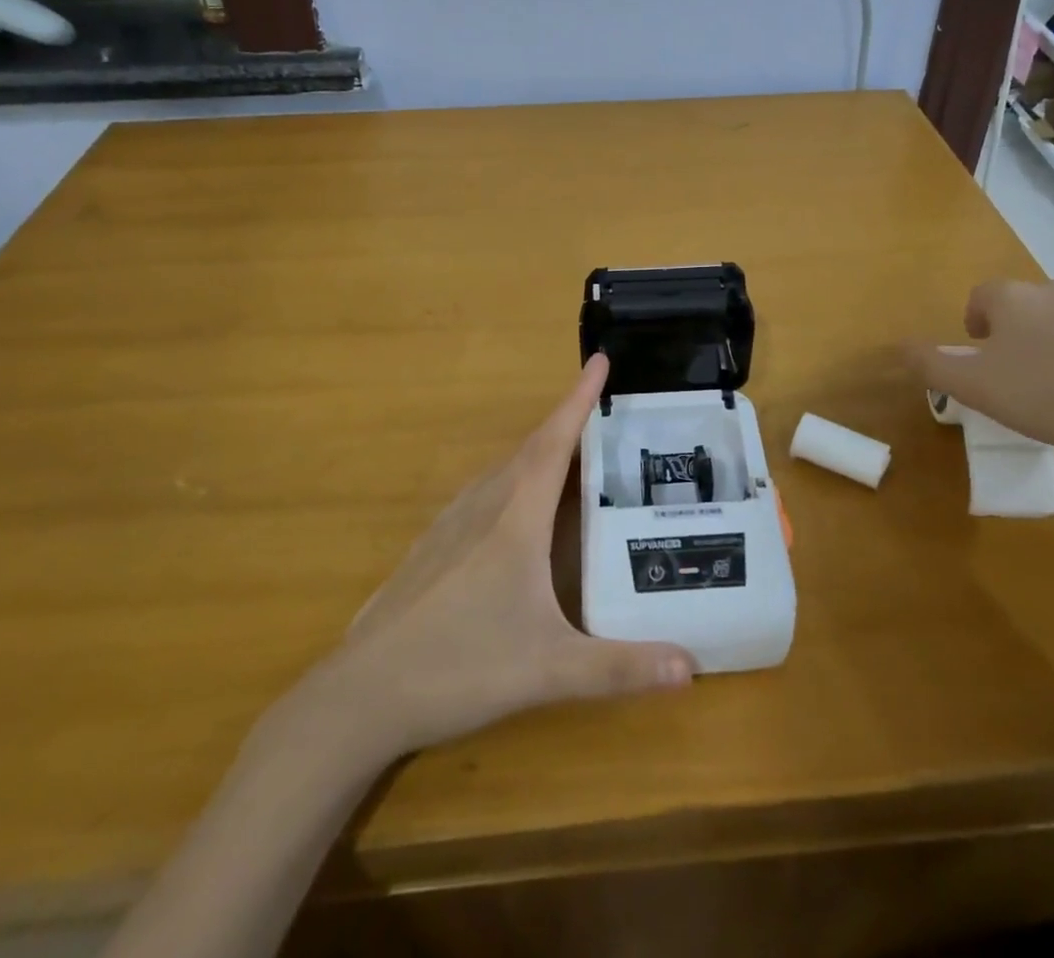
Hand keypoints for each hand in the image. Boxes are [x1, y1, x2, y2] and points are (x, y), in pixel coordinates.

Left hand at [271, 354, 693, 763]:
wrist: (362, 695)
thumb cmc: (460, 667)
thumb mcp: (549, 670)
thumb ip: (620, 669)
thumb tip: (691, 668)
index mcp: (516, 517)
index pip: (555, 441)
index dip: (579, 398)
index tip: (600, 359)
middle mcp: (484, 506)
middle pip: (532, 448)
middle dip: (568, 422)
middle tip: (604, 412)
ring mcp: (451, 523)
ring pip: (505, 469)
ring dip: (540, 450)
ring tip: (572, 454)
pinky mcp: (433, 545)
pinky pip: (484, 492)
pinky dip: (513, 480)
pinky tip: (518, 508)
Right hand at [907, 276, 1053, 461]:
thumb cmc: (1044, 396)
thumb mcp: (972, 387)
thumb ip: (931, 364)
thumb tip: (899, 346)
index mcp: (1015, 298)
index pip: (984, 295)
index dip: (977, 320)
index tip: (981, 351)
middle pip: (1030, 302)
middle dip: (1022, 329)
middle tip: (1023, 370)